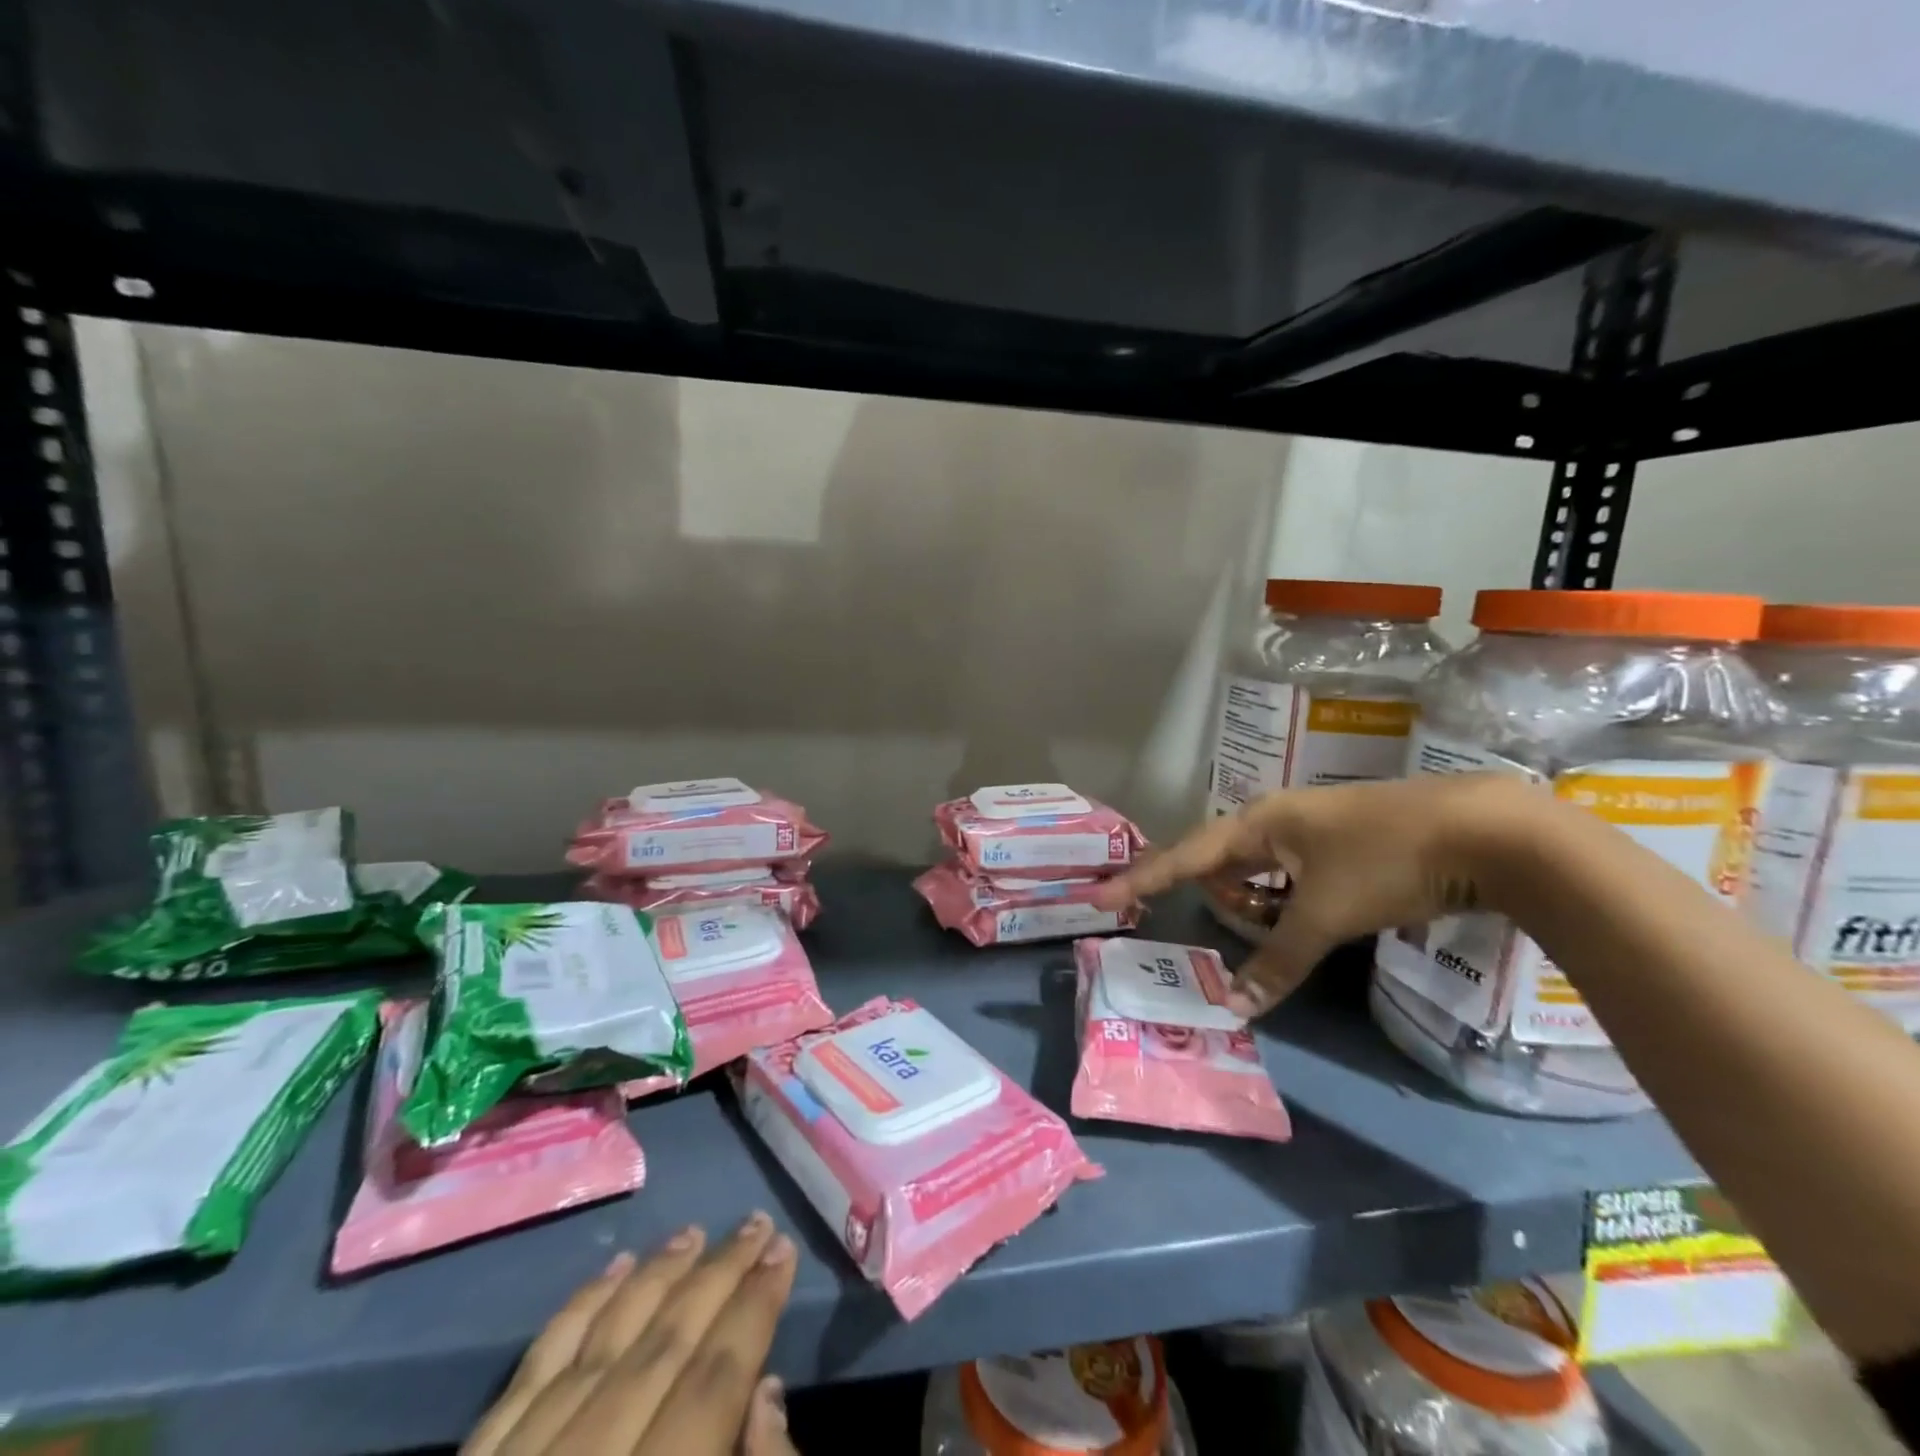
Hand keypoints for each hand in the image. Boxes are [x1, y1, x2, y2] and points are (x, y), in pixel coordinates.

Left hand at [463, 1213, 799, 1455]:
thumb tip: (766, 1393)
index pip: (712, 1384)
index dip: (754, 1310)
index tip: (783, 1251)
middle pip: (661, 1350)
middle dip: (717, 1278)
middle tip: (755, 1223)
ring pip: (598, 1347)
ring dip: (652, 1281)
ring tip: (693, 1233)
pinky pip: (529, 1375)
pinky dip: (574, 1315)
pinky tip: (610, 1272)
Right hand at [1094, 775, 1528, 1017]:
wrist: (1487, 829)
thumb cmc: (1387, 859)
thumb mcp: (1327, 914)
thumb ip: (1279, 961)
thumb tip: (1236, 1007)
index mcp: (1260, 823)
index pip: (1184, 856)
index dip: (1140, 879)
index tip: (1097, 897)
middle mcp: (1277, 820)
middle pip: (1221, 863)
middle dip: (1216, 898)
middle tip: (1224, 930)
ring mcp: (1312, 830)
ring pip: (1260, 873)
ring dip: (1259, 906)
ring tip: (1280, 935)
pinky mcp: (1343, 845)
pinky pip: (1292, 877)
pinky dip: (1289, 903)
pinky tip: (1309, 921)